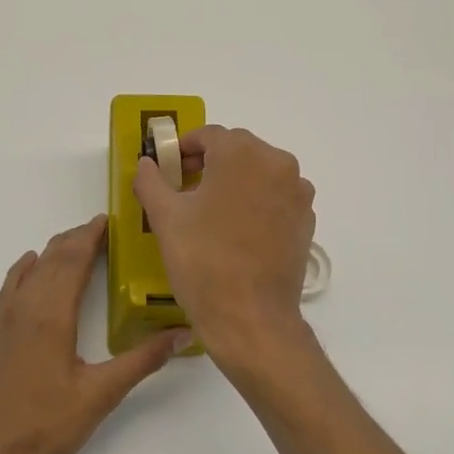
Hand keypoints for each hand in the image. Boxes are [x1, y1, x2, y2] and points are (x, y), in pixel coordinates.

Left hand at [0, 215, 189, 453]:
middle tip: (99, 230)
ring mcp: (2, 321)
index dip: (90, 237)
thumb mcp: (100, 395)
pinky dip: (24, 270)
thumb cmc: (46, 427)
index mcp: (51, 316)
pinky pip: (9, 287)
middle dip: (75, 239)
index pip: (73, 261)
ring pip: (28, 271)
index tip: (108, 221)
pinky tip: (29, 267)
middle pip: (51, 259)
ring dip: (51, 252)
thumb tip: (182, 333)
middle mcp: (24, 308)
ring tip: (73, 244)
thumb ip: (141, 360)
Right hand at [134, 126, 315, 367]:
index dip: (183, 148)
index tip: (167, 168)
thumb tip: (147, 163)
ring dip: (234, 181)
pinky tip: (236, 230)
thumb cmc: (203, 261)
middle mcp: (278, 163)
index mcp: (242, 154)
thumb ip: (151, 180)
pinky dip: (255, 202)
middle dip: (209, 163)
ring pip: (259, 173)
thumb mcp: (165, 218)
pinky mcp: (306, 220)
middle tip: (182, 188)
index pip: (209, 135)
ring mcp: (298, 192)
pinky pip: (275, 197)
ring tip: (209, 211)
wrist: (250, 318)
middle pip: (237, 150)